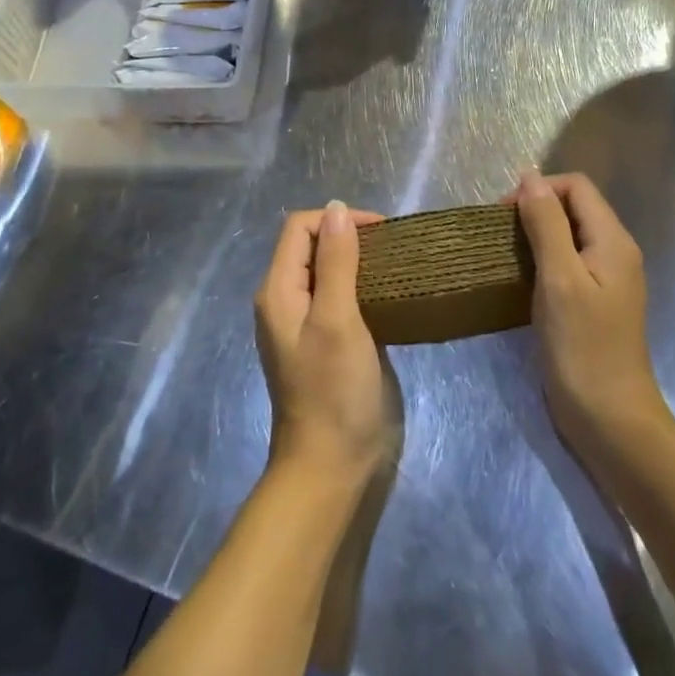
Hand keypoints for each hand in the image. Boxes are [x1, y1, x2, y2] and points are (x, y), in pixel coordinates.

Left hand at [255, 201, 389, 486]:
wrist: (332, 467)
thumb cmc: (334, 390)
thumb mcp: (337, 319)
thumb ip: (336, 262)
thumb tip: (337, 208)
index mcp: (278, 290)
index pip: (300, 227)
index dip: (338, 219)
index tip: (381, 230)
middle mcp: (286, 300)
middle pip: (312, 246)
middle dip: (349, 236)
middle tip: (392, 246)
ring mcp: (306, 323)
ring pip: (328, 270)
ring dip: (358, 260)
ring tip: (395, 264)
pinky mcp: (327, 341)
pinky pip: (340, 296)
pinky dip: (362, 285)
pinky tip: (390, 293)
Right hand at [513, 172, 668, 456]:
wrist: (610, 421)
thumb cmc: (583, 347)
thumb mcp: (559, 278)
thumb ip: (546, 224)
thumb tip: (530, 178)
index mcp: (613, 240)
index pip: (576, 186)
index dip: (539, 190)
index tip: (505, 216)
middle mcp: (614, 252)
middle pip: (573, 207)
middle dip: (535, 209)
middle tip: (500, 236)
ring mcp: (606, 279)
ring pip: (568, 235)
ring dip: (535, 235)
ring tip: (505, 255)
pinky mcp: (594, 302)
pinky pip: (567, 262)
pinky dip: (542, 260)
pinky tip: (521, 279)